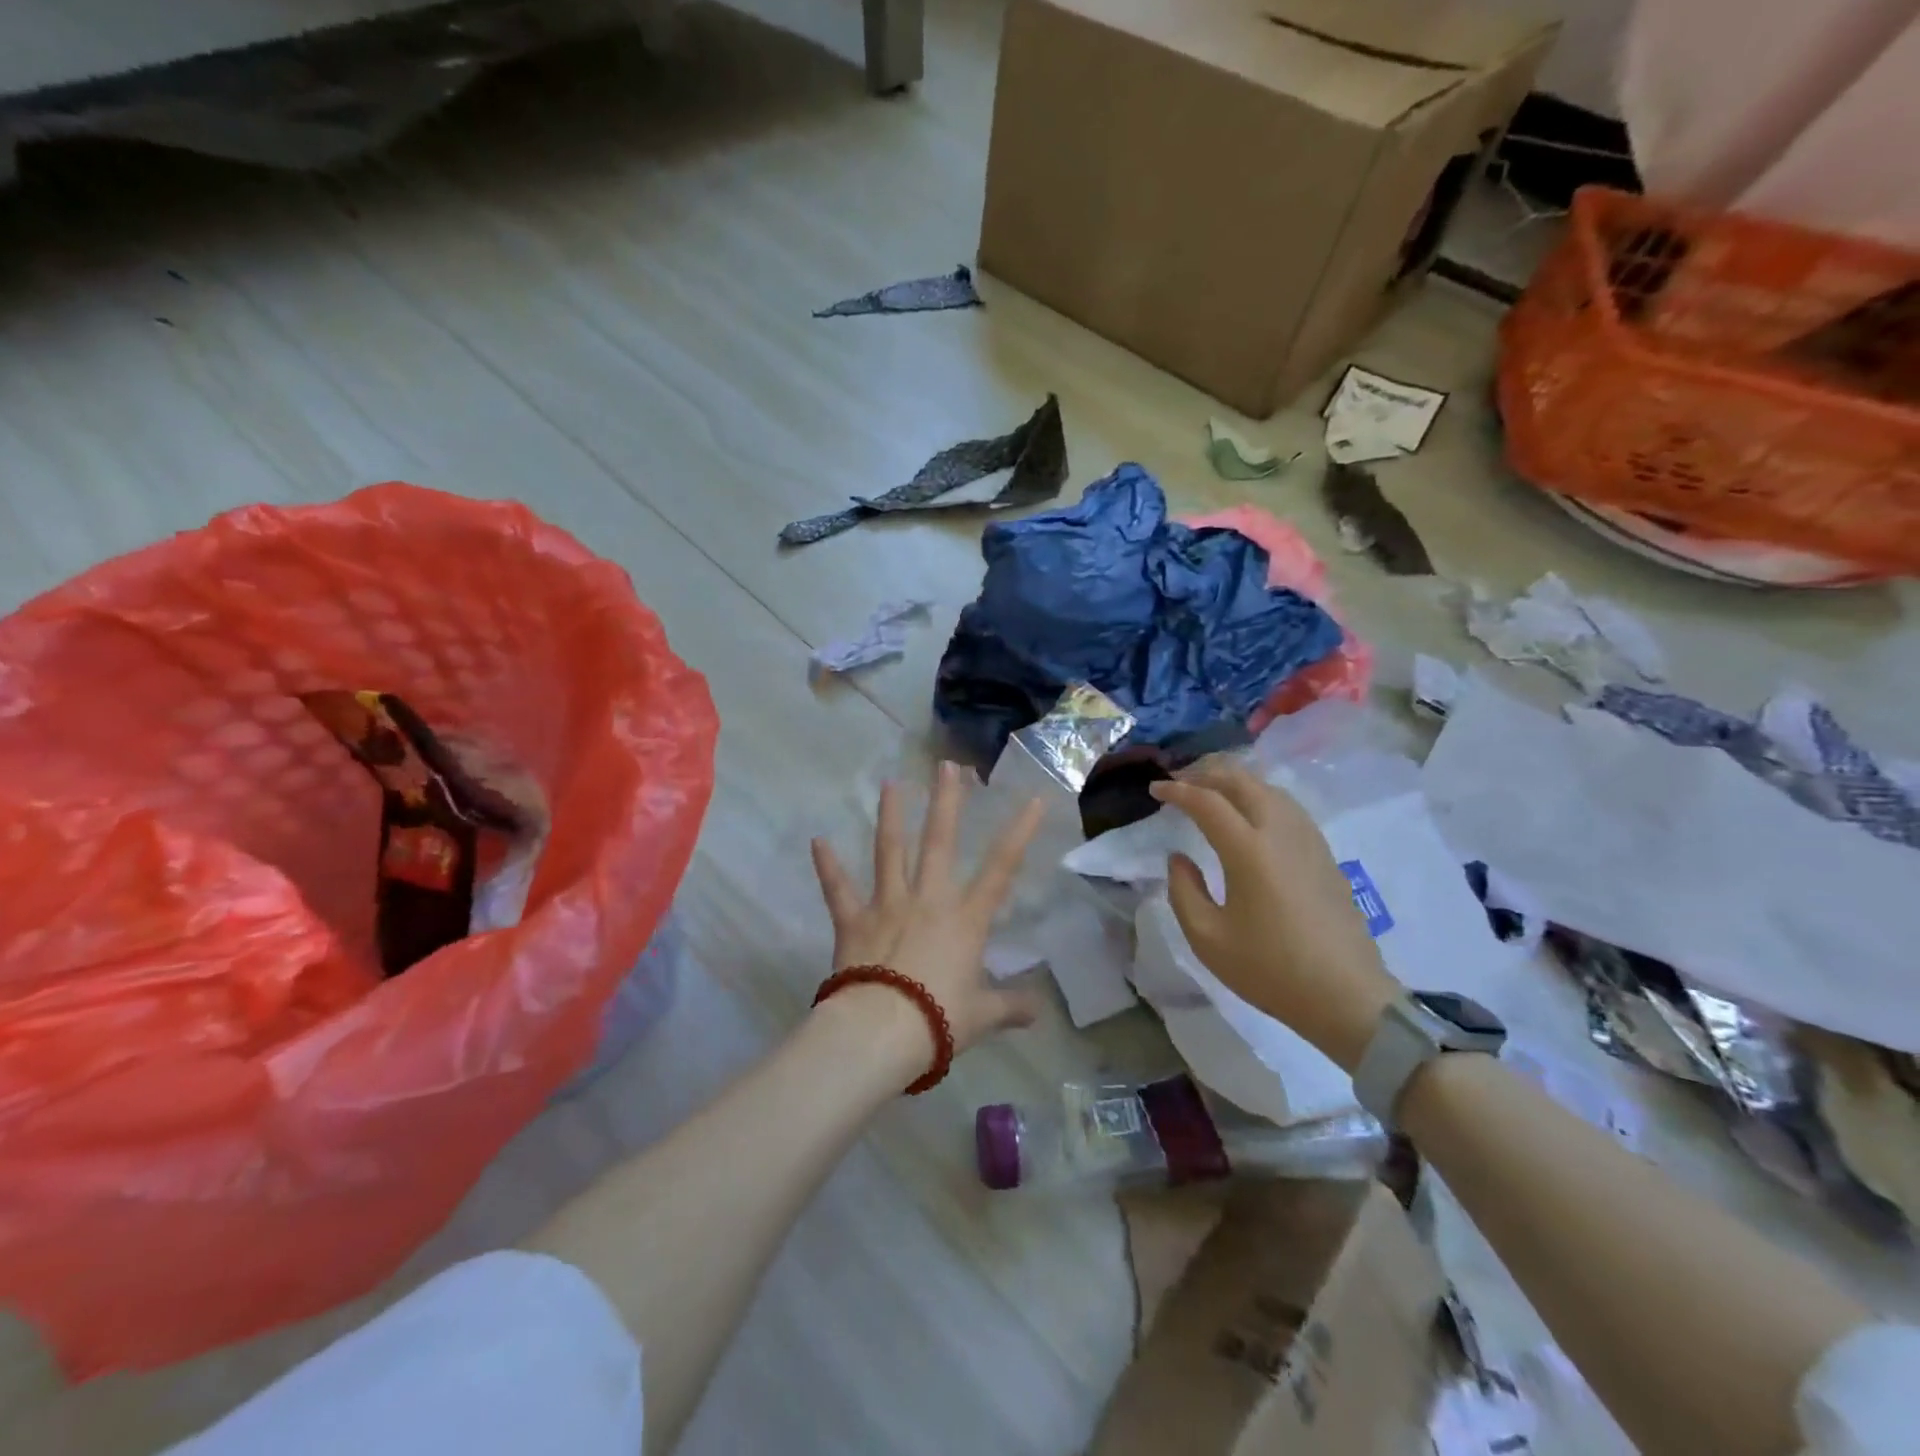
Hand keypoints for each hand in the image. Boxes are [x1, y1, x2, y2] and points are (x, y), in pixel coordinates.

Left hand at [810, 761, 1046, 1070]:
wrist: (881, 1032)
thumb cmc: (940, 1020)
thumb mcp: (983, 1015)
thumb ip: (1011, 1007)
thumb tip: (1038, 1012)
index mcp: (965, 919)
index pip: (1001, 868)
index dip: (1019, 832)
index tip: (1032, 799)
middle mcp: (928, 900)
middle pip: (939, 842)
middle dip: (945, 801)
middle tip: (946, 766)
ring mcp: (888, 905)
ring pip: (890, 851)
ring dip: (891, 816)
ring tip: (890, 784)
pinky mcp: (853, 921)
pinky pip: (838, 890)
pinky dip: (828, 866)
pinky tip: (817, 841)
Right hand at [1151, 758, 1400, 1070]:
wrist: (1346, 996)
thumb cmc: (1270, 970)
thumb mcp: (1207, 938)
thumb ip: (1183, 890)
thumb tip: (1179, 858)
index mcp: (1249, 851)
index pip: (1207, 802)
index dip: (1177, 790)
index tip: (1154, 790)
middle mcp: (1280, 833)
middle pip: (1242, 780)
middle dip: (1205, 773)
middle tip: (1179, 781)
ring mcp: (1308, 839)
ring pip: (1268, 788)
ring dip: (1234, 780)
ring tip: (1210, 791)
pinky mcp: (1324, 852)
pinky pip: (1286, 805)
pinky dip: (1259, 795)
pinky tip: (1249, 812)